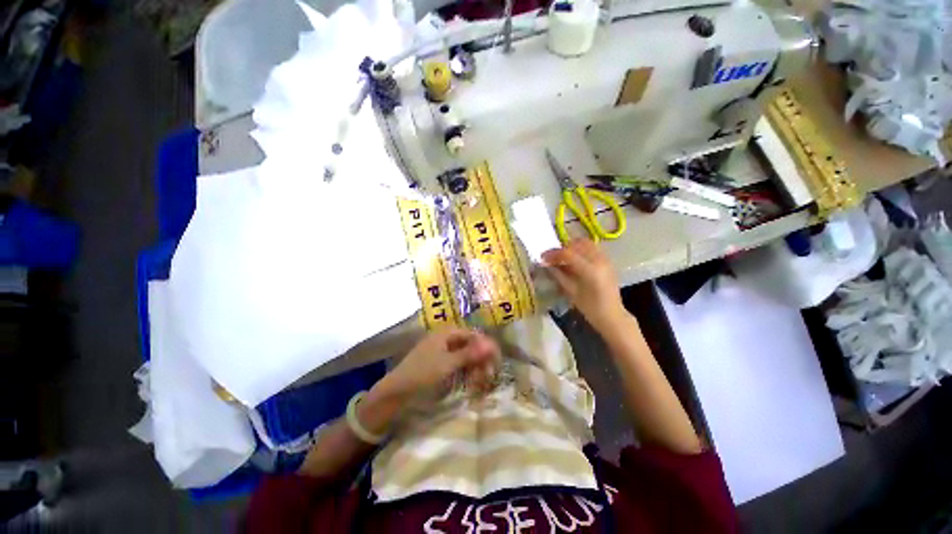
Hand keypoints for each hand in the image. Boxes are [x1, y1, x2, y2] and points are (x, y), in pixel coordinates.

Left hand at [379, 328, 499, 398]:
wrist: (396, 391)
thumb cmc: (422, 373)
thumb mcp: (448, 364)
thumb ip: (470, 354)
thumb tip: (491, 345)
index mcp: (447, 333)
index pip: (474, 335)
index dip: (486, 347)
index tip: (497, 361)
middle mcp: (446, 338)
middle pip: (470, 345)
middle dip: (481, 359)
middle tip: (488, 375)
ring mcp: (442, 350)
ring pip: (465, 355)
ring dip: (475, 367)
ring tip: (479, 382)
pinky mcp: (439, 362)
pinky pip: (458, 363)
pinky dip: (466, 371)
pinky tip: (470, 382)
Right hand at [542, 239, 626, 331]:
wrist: (612, 316)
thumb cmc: (590, 308)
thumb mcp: (571, 292)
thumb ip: (558, 275)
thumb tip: (546, 264)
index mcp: (590, 270)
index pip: (567, 254)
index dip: (553, 254)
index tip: (542, 257)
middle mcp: (599, 260)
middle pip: (577, 244)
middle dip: (562, 248)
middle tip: (552, 257)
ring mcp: (605, 259)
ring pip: (586, 243)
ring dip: (572, 247)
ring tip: (562, 257)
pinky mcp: (608, 261)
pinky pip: (592, 248)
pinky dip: (581, 250)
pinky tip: (574, 261)